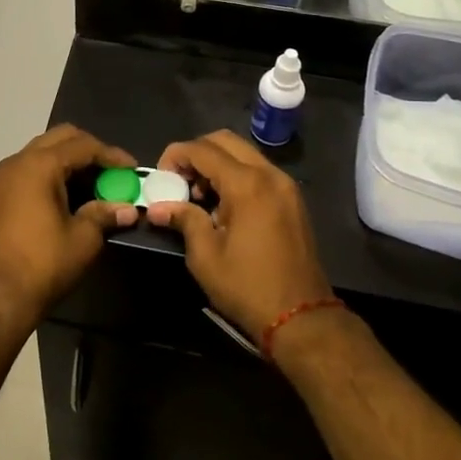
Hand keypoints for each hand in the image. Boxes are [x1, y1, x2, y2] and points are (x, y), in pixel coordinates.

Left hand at [0, 125, 137, 332]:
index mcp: (40, 165)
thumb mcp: (83, 239)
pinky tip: (71, 194)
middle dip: (90, 150)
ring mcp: (5, 176)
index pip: (83, 146)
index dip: (112, 155)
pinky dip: (53, 172)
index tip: (133, 169)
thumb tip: (128, 209)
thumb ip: (105, 215)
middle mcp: (19, 161)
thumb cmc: (43, 264)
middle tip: (113, 171)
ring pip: (44, 151)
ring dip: (71, 161)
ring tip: (96, 183)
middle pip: (61, 138)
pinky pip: (31, 168)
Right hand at [143, 130, 333, 346]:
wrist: (302, 318)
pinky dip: (236, 175)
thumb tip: (158, 207)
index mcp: (247, 184)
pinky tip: (224, 205)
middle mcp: (269, 174)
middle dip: (196, 153)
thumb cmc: (248, 287)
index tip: (161, 176)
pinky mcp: (292, 199)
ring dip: (217, 163)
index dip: (176, 155)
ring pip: (243, 153)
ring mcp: (285, 185)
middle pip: (225, 141)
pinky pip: (258, 170)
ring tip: (200, 196)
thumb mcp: (206, 256)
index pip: (203, 150)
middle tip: (180, 181)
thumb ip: (184, 220)